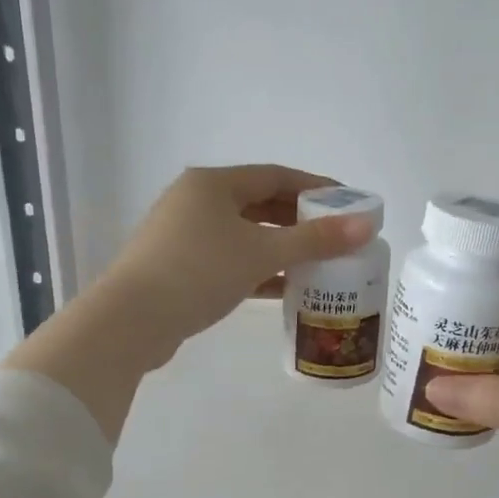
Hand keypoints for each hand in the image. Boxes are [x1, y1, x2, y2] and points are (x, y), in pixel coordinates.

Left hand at [99, 164, 375, 362]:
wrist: (131, 321)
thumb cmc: (199, 271)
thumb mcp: (262, 253)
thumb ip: (315, 240)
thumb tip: (367, 225)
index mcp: (213, 184)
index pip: (276, 176)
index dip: (316, 187)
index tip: (349, 203)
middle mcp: (196, 201)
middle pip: (260, 204)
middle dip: (300, 220)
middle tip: (337, 237)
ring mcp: (184, 236)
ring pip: (245, 235)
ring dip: (281, 248)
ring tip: (319, 263)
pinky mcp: (180, 268)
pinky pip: (230, 260)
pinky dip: (258, 270)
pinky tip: (286, 288)